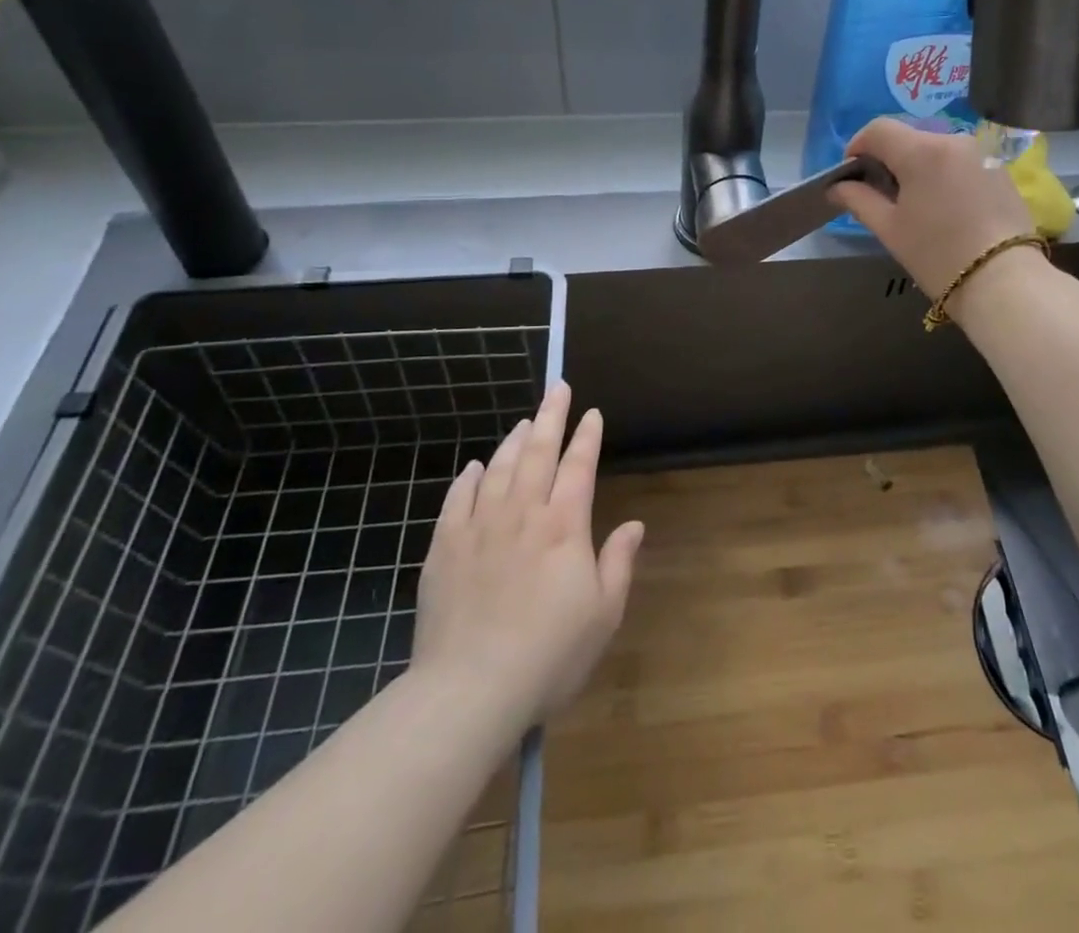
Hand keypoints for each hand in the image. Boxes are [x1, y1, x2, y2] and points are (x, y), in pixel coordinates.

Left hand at [411, 382, 642, 730]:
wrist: (469, 691)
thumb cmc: (549, 654)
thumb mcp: (603, 614)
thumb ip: (619, 562)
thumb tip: (634, 524)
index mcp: (564, 526)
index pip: (579, 467)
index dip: (587, 437)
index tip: (592, 413)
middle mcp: (523, 514)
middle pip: (538, 452)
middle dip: (551, 417)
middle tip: (558, 388)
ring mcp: (479, 528)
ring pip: (498, 469)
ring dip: (513, 441)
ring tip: (524, 421)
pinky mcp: (443, 549)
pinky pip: (457, 500)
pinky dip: (469, 478)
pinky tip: (475, 467)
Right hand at [829, 118, 1034, 299]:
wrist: (1004, 282)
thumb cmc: (937, 255)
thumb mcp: (889, 229)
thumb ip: (859, 200)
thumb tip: (837, 186)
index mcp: (922, 151)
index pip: (878, 129)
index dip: (858, 146)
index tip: (851, 175)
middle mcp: (953, 140)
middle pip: (908, 137)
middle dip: (888, 159)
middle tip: (880, 194)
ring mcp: (981, 154)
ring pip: (936, 149)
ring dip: (917, 166)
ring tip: (914, 204)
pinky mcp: (1000, 171)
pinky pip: (960, 162)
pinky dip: (944, 175)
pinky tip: (945, 208)